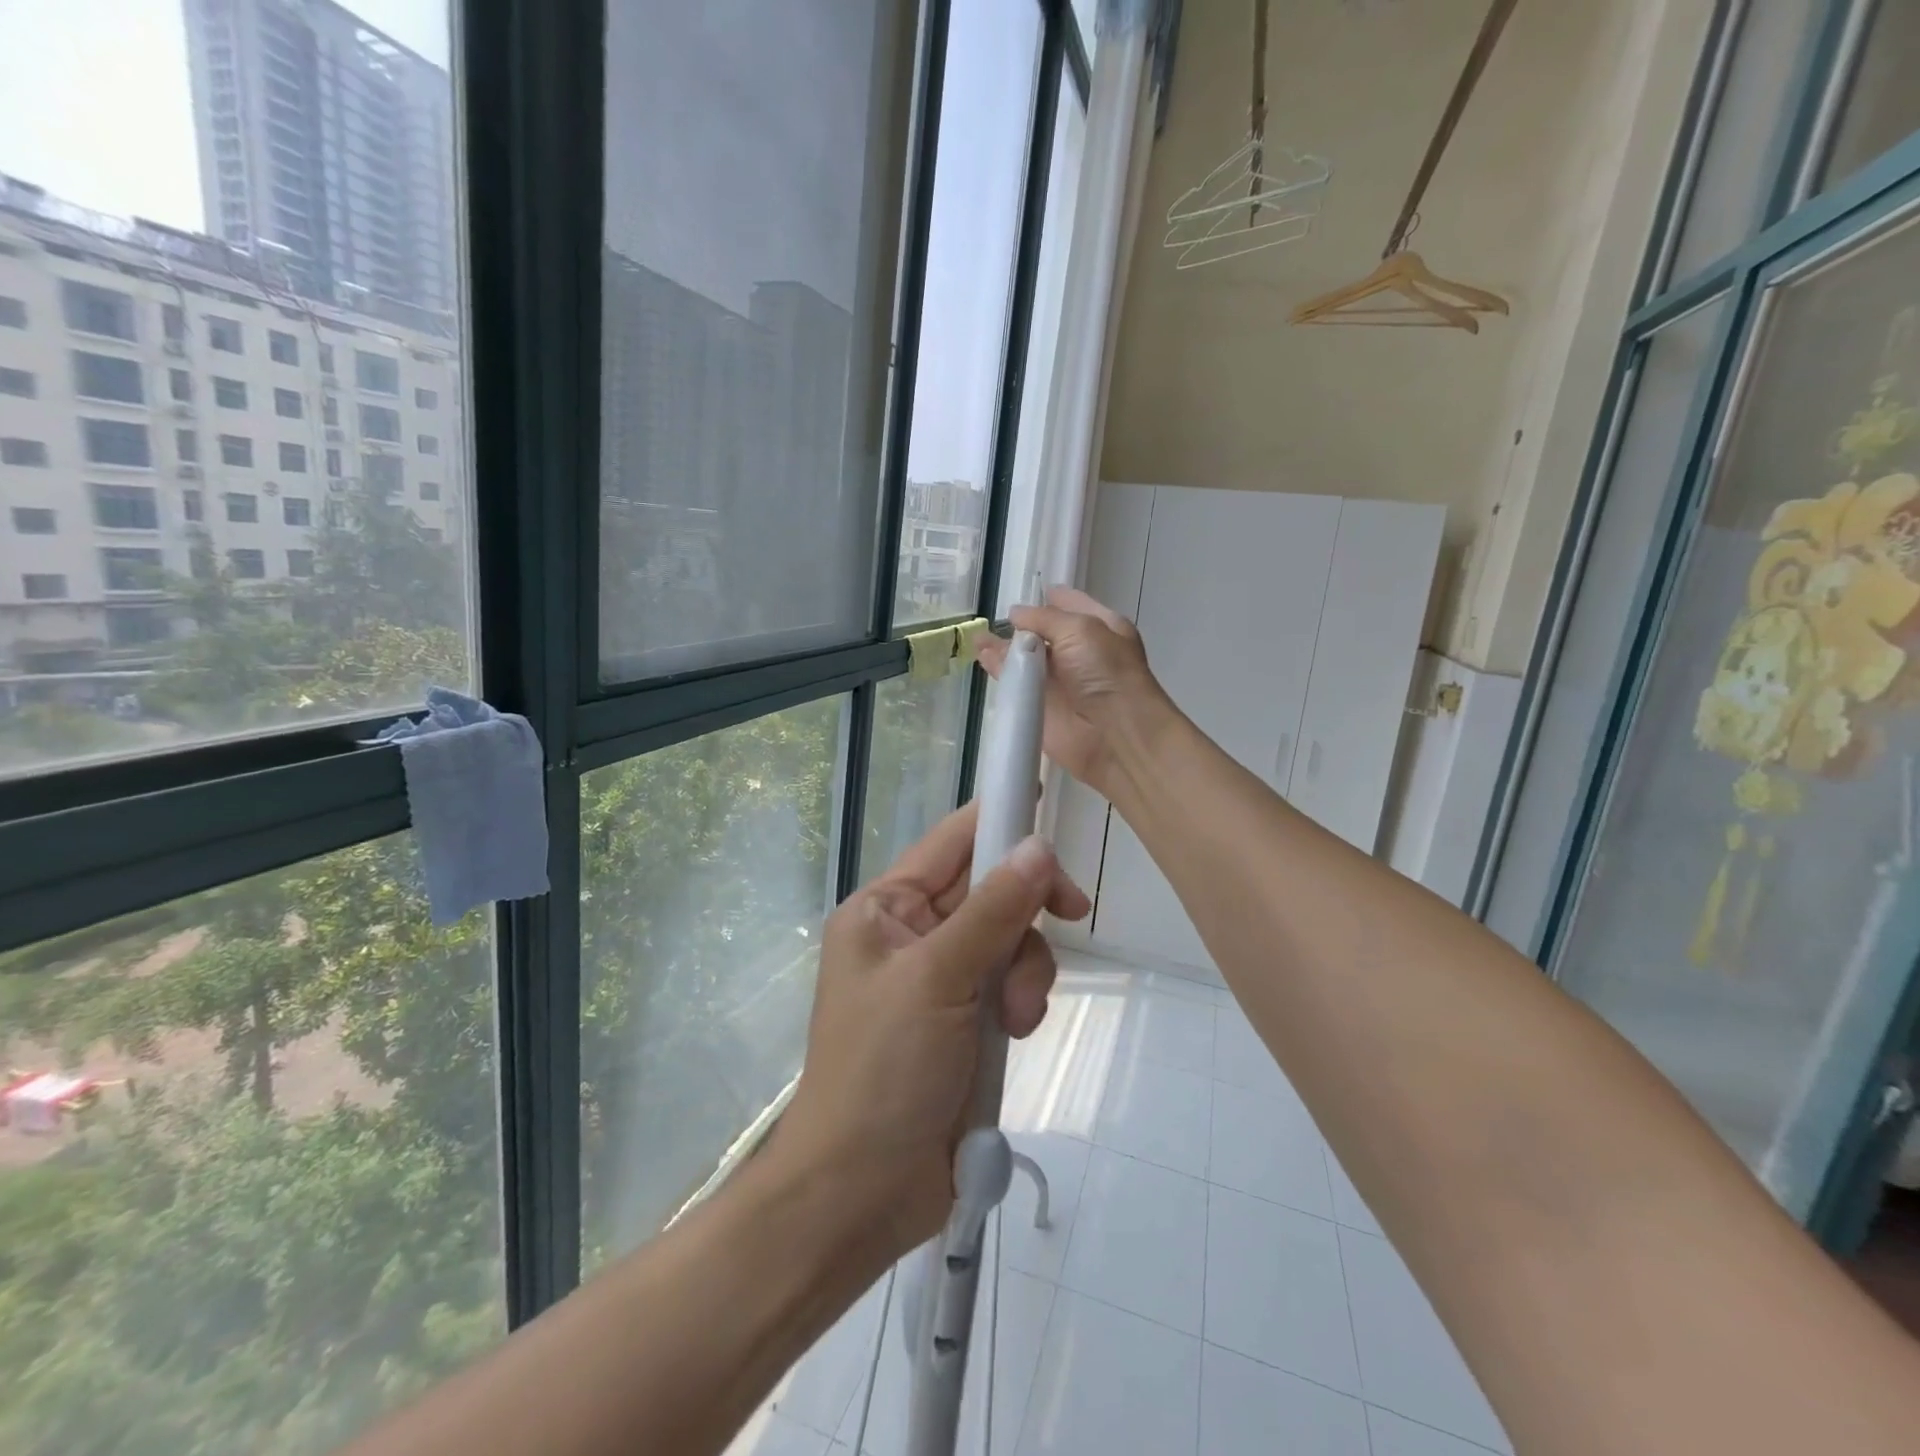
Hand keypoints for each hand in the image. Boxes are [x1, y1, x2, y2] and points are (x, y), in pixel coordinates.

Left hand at [778, 802, 1090, 1258]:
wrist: (862, 1193)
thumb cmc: (883, 1071)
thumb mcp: (936, 979)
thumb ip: (992, 911)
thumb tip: (1037, 846)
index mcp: (885, 909)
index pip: (952, 841)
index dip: (999, 819)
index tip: (1050, 811)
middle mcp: (911, 934)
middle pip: (991, 890)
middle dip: (1024, 917)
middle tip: (1071, 916)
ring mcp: (940, 979)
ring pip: (1010, 941)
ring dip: (1025, 973)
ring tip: (1014, 1021)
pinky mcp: (964, 1021)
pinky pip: (1010, 985)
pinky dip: (1020, 1003)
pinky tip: (1013, 1037)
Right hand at [976, 586, 1171, 794]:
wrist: (1113, 734)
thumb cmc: (1106, 672)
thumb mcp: (1079, 629)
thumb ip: (1043, 618)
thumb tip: (1015, 614)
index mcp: (1100, 628)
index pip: (1070, 605)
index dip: (1049, 598)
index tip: (1024, 589)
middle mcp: (1079, 653)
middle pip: (1044, 632)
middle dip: (1021, 625)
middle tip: (993, 616)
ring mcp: (1058, 681)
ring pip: (1025, 658)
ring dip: (1003, 647)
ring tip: (978, 637)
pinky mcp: (1039, 706)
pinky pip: (1014, 684)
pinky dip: (997, 670)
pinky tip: (980, 657)